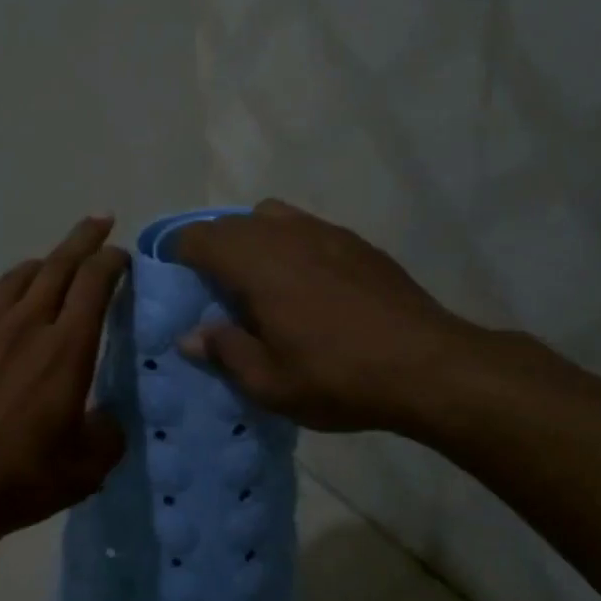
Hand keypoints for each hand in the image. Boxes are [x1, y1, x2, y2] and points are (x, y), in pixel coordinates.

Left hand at [0, 216, 129, 538]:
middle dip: (83, 239)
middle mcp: (26, 324)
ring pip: (15, 278)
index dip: (112, 261)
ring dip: (40, 265)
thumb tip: (107, 418)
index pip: (95, 283)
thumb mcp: (87, 468)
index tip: (122, 254)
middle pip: (58, 265)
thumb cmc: (21, 476)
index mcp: (67, 348)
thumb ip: (108, 435)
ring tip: (51, 264)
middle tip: (98, 221)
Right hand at [171, 199, 487, 433]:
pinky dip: (290, 245)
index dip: (177, 254)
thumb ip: (224, 351)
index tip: (173, 280)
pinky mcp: (358, 243)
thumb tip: (191, 335)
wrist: (428, 367)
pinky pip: (307, 229)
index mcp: (257, 264)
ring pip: (272, 217)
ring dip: (252, 240)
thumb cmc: (337, 377)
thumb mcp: (268, 382)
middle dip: (212, 248)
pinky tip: (306, 285)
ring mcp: (327, 233)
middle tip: (211, 290)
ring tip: (257, 282)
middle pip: (232, 223)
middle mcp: (287, 235)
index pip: (199, 238)